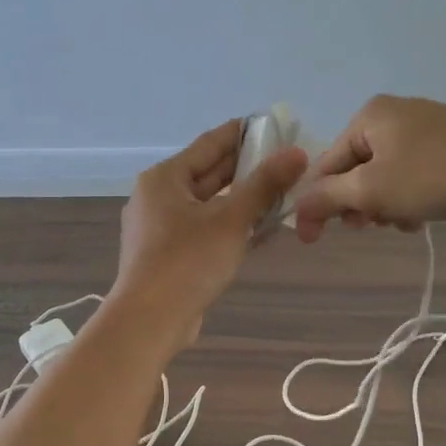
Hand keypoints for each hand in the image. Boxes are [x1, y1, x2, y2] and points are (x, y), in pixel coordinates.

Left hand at [110, 119, 307, 353]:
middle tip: (285, 160)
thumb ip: (264, 184)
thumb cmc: (187, 261)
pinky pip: (203, 229)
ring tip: (280, 192)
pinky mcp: (167, 255)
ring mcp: (159, 228)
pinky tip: (258, 228)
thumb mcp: (231, 219)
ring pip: (207, 204)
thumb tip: (296, 152)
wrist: (149, 320)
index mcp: (165, 178)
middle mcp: (157, 197)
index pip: (210, 144)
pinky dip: (229, 225)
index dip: (242, 133)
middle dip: (246, 168)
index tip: (272, 125)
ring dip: (240, 199)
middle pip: (207, 174)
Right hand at [293, 96, 445, 241]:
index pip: (326, 163)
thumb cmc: (432, 176)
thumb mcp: (371, 190)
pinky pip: (413, 173)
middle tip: (371, 227)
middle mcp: (394, 113)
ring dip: (385, 205)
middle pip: (356, 169)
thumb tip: (297, 207)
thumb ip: (327, 197)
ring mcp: (426, 127)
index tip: (314, 240)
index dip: (318, 203)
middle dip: (359, 204)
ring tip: (403, 223)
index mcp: (368, 115)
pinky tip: (422, 216)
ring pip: (386, 175)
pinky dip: (409, 197)